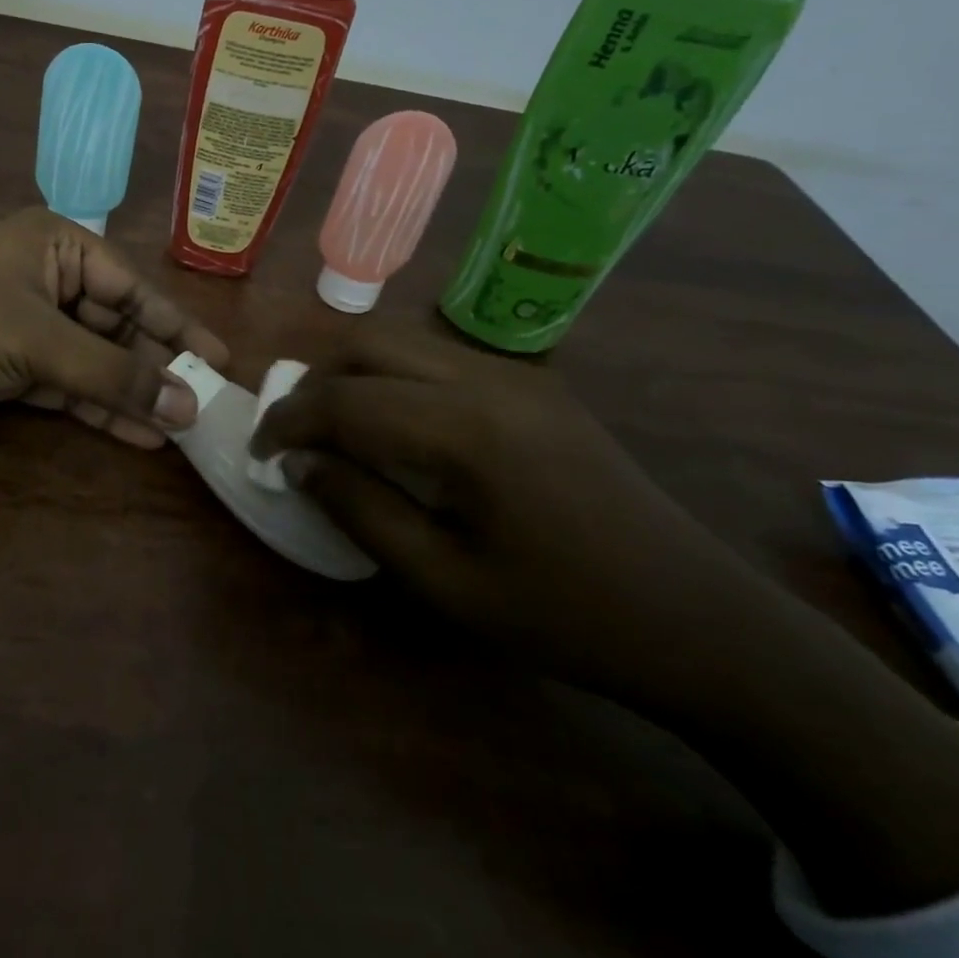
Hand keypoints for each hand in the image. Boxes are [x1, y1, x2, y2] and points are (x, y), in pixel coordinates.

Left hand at [0, 209, 226, 557]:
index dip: (177, 328)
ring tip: (180, 429)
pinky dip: (97, 409)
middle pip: (117, 327)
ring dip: (131, 394)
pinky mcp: (10, 366)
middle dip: (156, 368)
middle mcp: (48, 279)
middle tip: (204, 407)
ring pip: (94, 361)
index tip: (219, 362)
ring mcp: (28, 325)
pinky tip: (138, 435)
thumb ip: (113, 373)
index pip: (134, 288)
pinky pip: (67, 386)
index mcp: (58, 246)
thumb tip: (187, 405)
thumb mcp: (38, 338)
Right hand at [251, 328, 958, 915]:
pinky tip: (391, 423)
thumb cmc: (566, 615)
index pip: (347, 398)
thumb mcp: (447, 582)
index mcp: (466, 429)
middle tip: (291, 431)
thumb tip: (300, 463)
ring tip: (331, 425)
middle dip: (315, 381)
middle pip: (370, 343)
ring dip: (352, 371)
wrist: (698, 618)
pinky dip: (393, 374)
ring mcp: (516, 374)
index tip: (259, 451)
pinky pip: (438, 356)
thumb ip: (362, 511)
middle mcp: (488, 378)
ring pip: (404, 339)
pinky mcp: (533, 384)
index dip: (289, 420)